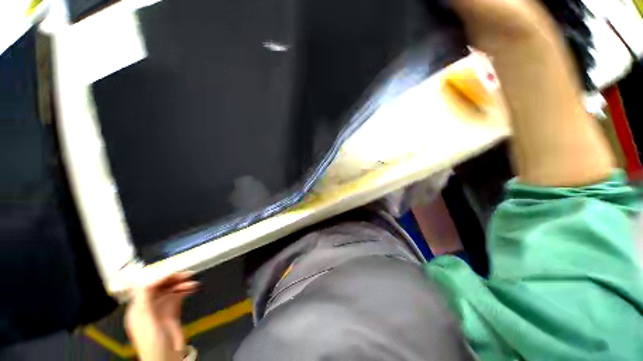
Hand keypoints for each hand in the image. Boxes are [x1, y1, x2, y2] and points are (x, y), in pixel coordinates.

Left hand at [125, 272, 198, 360]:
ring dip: (181, 284)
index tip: (172, 271)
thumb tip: (150, 279)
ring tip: (192, 281)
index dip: (158, 277)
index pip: (147, 287)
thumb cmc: (152, 339)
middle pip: (160, 287)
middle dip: (172, 279)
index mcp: (138, 307)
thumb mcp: (145, 318)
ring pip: (171, 290)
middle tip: (186, 274)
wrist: (166, 356)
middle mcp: (149, 306)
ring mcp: (161, 309)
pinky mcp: (172, 312)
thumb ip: (145, 298)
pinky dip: (186, 290)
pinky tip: (193, 287)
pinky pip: (179, 296)